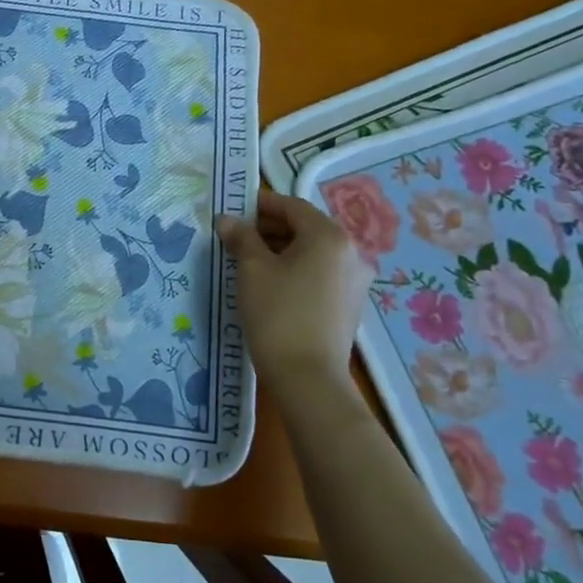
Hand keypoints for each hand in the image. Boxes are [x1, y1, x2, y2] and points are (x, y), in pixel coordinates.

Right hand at [215, 193, 370, 387]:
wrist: (308, 377)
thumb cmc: (277, 313)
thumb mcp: (252, 270)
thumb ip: (241, 238)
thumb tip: (227, 220)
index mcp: (329, 237)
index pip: (292, 206)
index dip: (261, 205)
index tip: (234, 211)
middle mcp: (351, 253)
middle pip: (306, 228)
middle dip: (270, 228)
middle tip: (237, 238)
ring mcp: (355, 281)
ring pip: (313, 252)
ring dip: (282, 250)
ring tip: (249, 262)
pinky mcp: (350, 304)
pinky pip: (320, 274)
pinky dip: (296, 270)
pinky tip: (272, 285)